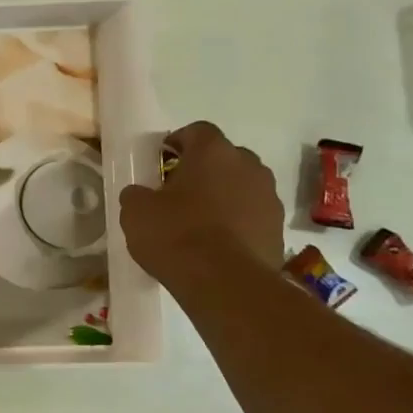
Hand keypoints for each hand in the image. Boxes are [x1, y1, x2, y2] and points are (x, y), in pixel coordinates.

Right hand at [119, 121, 283, 285]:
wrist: (225, 282)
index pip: (197, 130)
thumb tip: (141, 193)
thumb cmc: (176, 235)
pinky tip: (216, 243)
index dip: (177, 141)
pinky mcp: (277, 227)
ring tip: (198, 221)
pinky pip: (251, 214)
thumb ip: (136, 194)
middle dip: (203, 169)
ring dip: (222, 195)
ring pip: (241, 185)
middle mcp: (248, 165)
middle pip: (223, 157)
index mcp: (212, 152)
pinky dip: (236, 221)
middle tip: (178, 192)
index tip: (161, 160)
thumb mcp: (135, 212)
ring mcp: (268, 196)